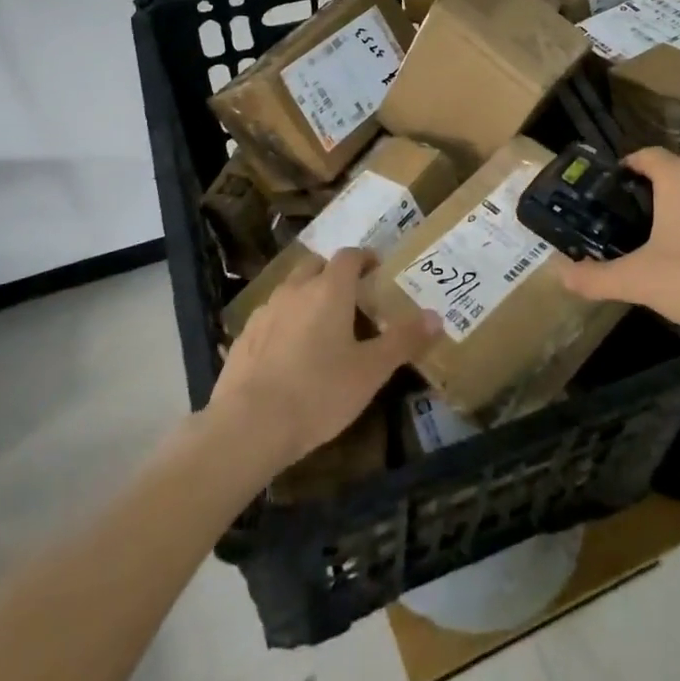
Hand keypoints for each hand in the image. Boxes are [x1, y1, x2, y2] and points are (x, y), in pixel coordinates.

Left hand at [209, 249, 439, 469]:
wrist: (249, 424)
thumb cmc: (319, 392)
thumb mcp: (371, 371)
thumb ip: (403, 340)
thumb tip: (436, 317)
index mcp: (329, 290)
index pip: (349, 256)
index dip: (365, 258)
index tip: (377, 270)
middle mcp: (295, 289)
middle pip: (316, 266)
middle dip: (334, 274)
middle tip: (352, 298)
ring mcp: (265, 311)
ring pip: (291, 290)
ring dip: (308, 297)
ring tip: (322, 328)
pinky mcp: (244, 336)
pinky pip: (271, 317)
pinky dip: (285, 323)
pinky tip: (290, 355)